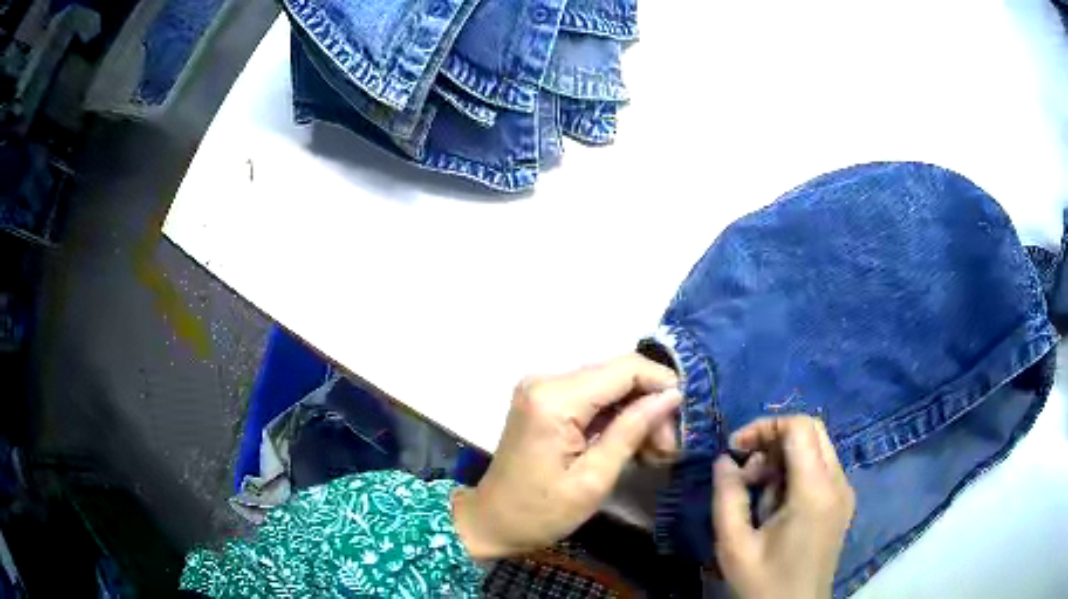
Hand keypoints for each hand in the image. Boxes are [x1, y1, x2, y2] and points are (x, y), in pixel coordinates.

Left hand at [452, 354, 681, 559]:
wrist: (491, 521)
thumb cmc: (540, 513)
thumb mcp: (594, 480)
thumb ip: (632, 431)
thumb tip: (671, 396)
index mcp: (554, 399)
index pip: (625, 368)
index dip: (662, 385)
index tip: (684, 420)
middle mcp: (546, 380)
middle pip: (618, 375)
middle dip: (651, 406)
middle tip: (667, 449)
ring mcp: (542, 388)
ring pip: (610, 385)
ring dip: (636, 414)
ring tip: (653, 454)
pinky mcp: (544, 399)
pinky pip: (592, 397)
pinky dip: (616, 418)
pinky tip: (631, 445)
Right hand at [713, 416, 855, 598]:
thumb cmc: (764, 582)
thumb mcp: (734, 545)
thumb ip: (728, 497)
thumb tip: (724, 460)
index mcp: (815, 491)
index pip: (800, 428)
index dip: (765, 426)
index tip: (735, 448)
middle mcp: (838, 483)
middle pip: (812, 431)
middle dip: (773, 438)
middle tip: (745, 467)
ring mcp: (844, 492)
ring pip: (817, 447)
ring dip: (783, 457)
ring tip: (756, 490)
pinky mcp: (842, 502)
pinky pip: (820, 468)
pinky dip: (795, 471)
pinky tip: (775, 502)